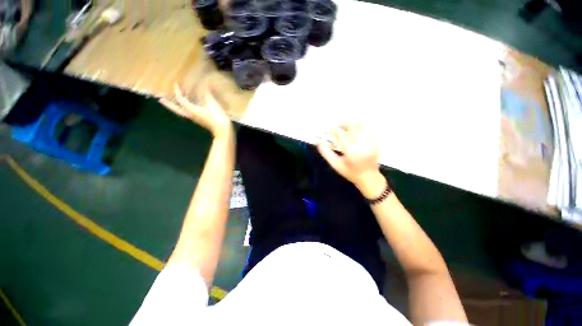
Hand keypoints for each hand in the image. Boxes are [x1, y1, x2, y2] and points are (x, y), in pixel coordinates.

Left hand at [160, 84, 231, 137]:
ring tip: (174, 102)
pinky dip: (187, 108)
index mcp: (191, 109)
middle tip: (161, 100)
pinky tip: (190, 106)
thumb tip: (208, 84)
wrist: (223, 130)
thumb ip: (208, 94)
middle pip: (177, 109)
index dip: (178, 91)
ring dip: (177, 106)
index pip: (181, 99)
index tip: (176, 84)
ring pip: (182, 111)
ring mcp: (195, 118)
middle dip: (169, 104)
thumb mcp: (213, 104)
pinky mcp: (200, 120)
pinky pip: (190, 113)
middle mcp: (190, 114)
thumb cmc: (216, 117)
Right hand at [317, 124, 385, 196]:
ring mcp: (371, 142)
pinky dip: (359, 127)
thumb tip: (319, 142)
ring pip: (362, 125)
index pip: (341, 134)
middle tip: (335, 126)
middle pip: (353, 125)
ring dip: (351, 123)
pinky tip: (354, 131)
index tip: (327, 128)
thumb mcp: (336, 165)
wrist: (369, 178)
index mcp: (351, 151)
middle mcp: (362, 144)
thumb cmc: (350, 173)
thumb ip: (326, 153)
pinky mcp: (375, 142)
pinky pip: (368, 129)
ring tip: (344, 127)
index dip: (332, 129)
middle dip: (342, 123)